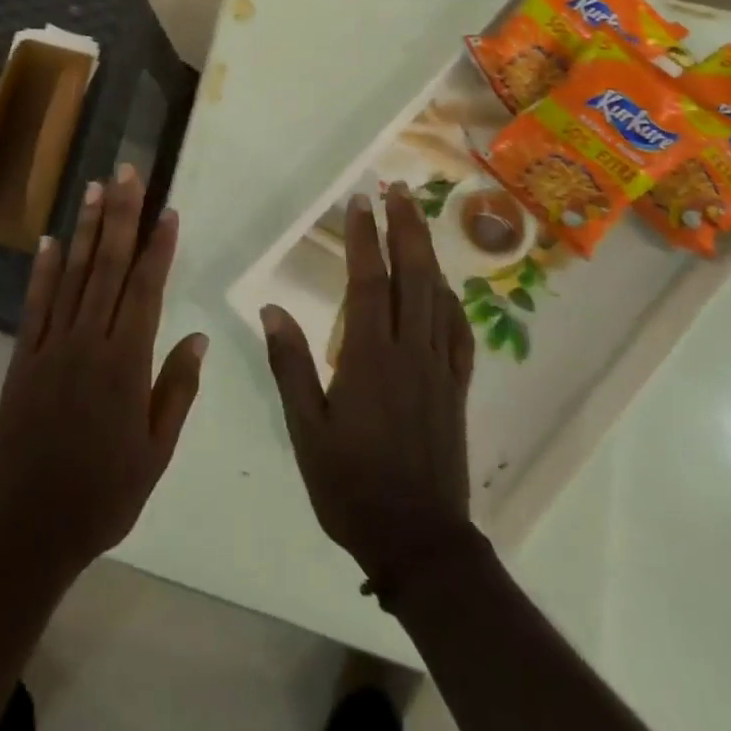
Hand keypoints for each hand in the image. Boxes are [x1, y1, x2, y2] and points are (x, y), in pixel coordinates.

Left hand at [0, 166, 206, 582]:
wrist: (28, 527)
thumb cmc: (103, 494)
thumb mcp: (155, 453)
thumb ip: (176, 390)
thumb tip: (197, 337)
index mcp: (126, 364)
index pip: (146, 290)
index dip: (158, 247)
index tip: (167, 210)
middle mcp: (88, 342)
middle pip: (109, 267)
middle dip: (120, 216)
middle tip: (126, 172)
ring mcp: (50, 346)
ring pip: (72, 275)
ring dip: (86, 229)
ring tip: (94, 188)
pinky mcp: (22, 357)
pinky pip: (34, 304)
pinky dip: (42, 270)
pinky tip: (50, 240)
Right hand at [261, 182, 474, 591]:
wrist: (419, 542)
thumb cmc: (351, 484)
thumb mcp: (306, 429)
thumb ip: (290, 365)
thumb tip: (271, 308)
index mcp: (370, 358)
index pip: (368, 283)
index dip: (364, 238)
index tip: (358, 202)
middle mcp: (410, 353)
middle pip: (412, 277)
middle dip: (405, 228)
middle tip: (398, 189)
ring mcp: (439, 370)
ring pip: (438, 298)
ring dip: (428, 253)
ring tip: (419, 219)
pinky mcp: (456, 390)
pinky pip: (459, 334)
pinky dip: (452, 301)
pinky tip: (444, 288)